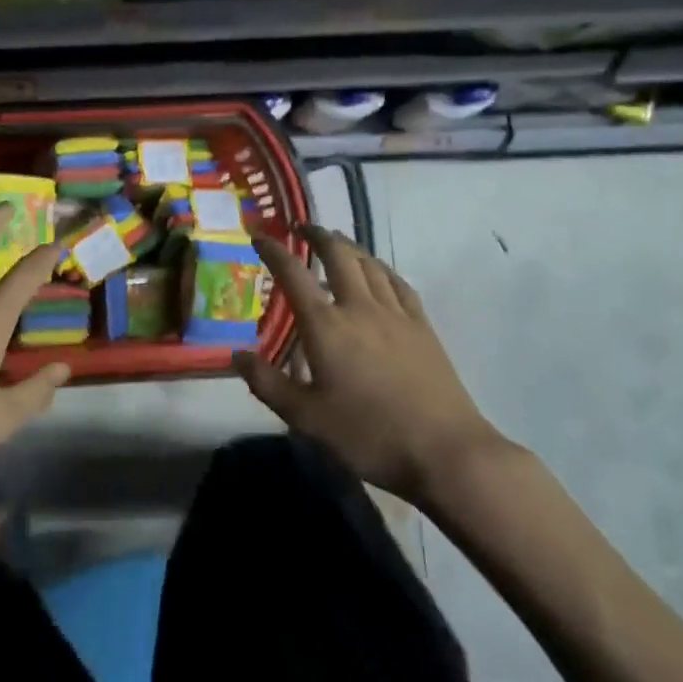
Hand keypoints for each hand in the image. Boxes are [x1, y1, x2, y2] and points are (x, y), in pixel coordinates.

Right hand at [237, 225, 505, 508]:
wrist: (446, 452)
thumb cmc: (368, 435)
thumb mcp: (305, 418)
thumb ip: (268, 383)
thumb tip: (236, 355)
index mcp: (326, 325)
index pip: (293, 274)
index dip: (273, 251)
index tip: (260, 236)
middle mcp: (359, 307)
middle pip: (338, 255)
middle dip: (318, 235)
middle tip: (302, 228)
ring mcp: (396, 314)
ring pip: (370, 264)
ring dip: (349, 246)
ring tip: (337, 243)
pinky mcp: (423, 327)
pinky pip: (398, 283)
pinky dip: (381, 269)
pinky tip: (378, 273)